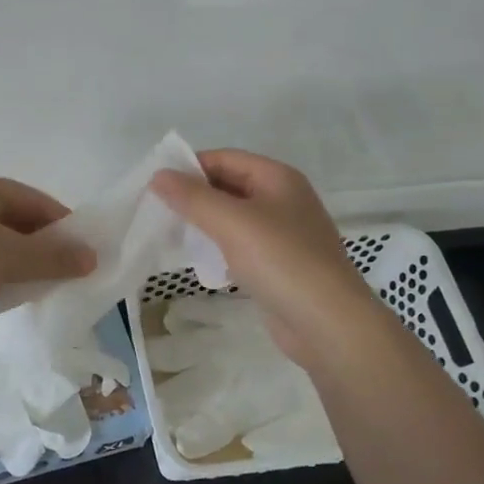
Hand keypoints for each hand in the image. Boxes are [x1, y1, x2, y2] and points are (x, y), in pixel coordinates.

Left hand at [0, 175, 96, 333]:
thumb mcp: (10, 259)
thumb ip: (53, 257)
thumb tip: (92, 257)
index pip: (34, 199)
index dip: (63, 223)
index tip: (84, 249)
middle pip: (15, 217)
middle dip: (42, 243)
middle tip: (65, 268)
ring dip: (20, 258)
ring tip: (40, 281)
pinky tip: (7, 288)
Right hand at [150, 150, 387, 374]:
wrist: (328, 324)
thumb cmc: (281, 261)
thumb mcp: (232, 222)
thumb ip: (193, 197)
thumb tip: (159, 175)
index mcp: (278, 178)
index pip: (225, 158)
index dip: (190, 167)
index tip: (155, 184)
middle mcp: (283, 199)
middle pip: (229, 186)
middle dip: (194, 196)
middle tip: (156, 210)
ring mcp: (284, 234)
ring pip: (234, 218)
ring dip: (204, 223)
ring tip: (170, 234)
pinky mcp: (280, 265)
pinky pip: (241, 245)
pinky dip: (219, 247)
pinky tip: (199, 260)